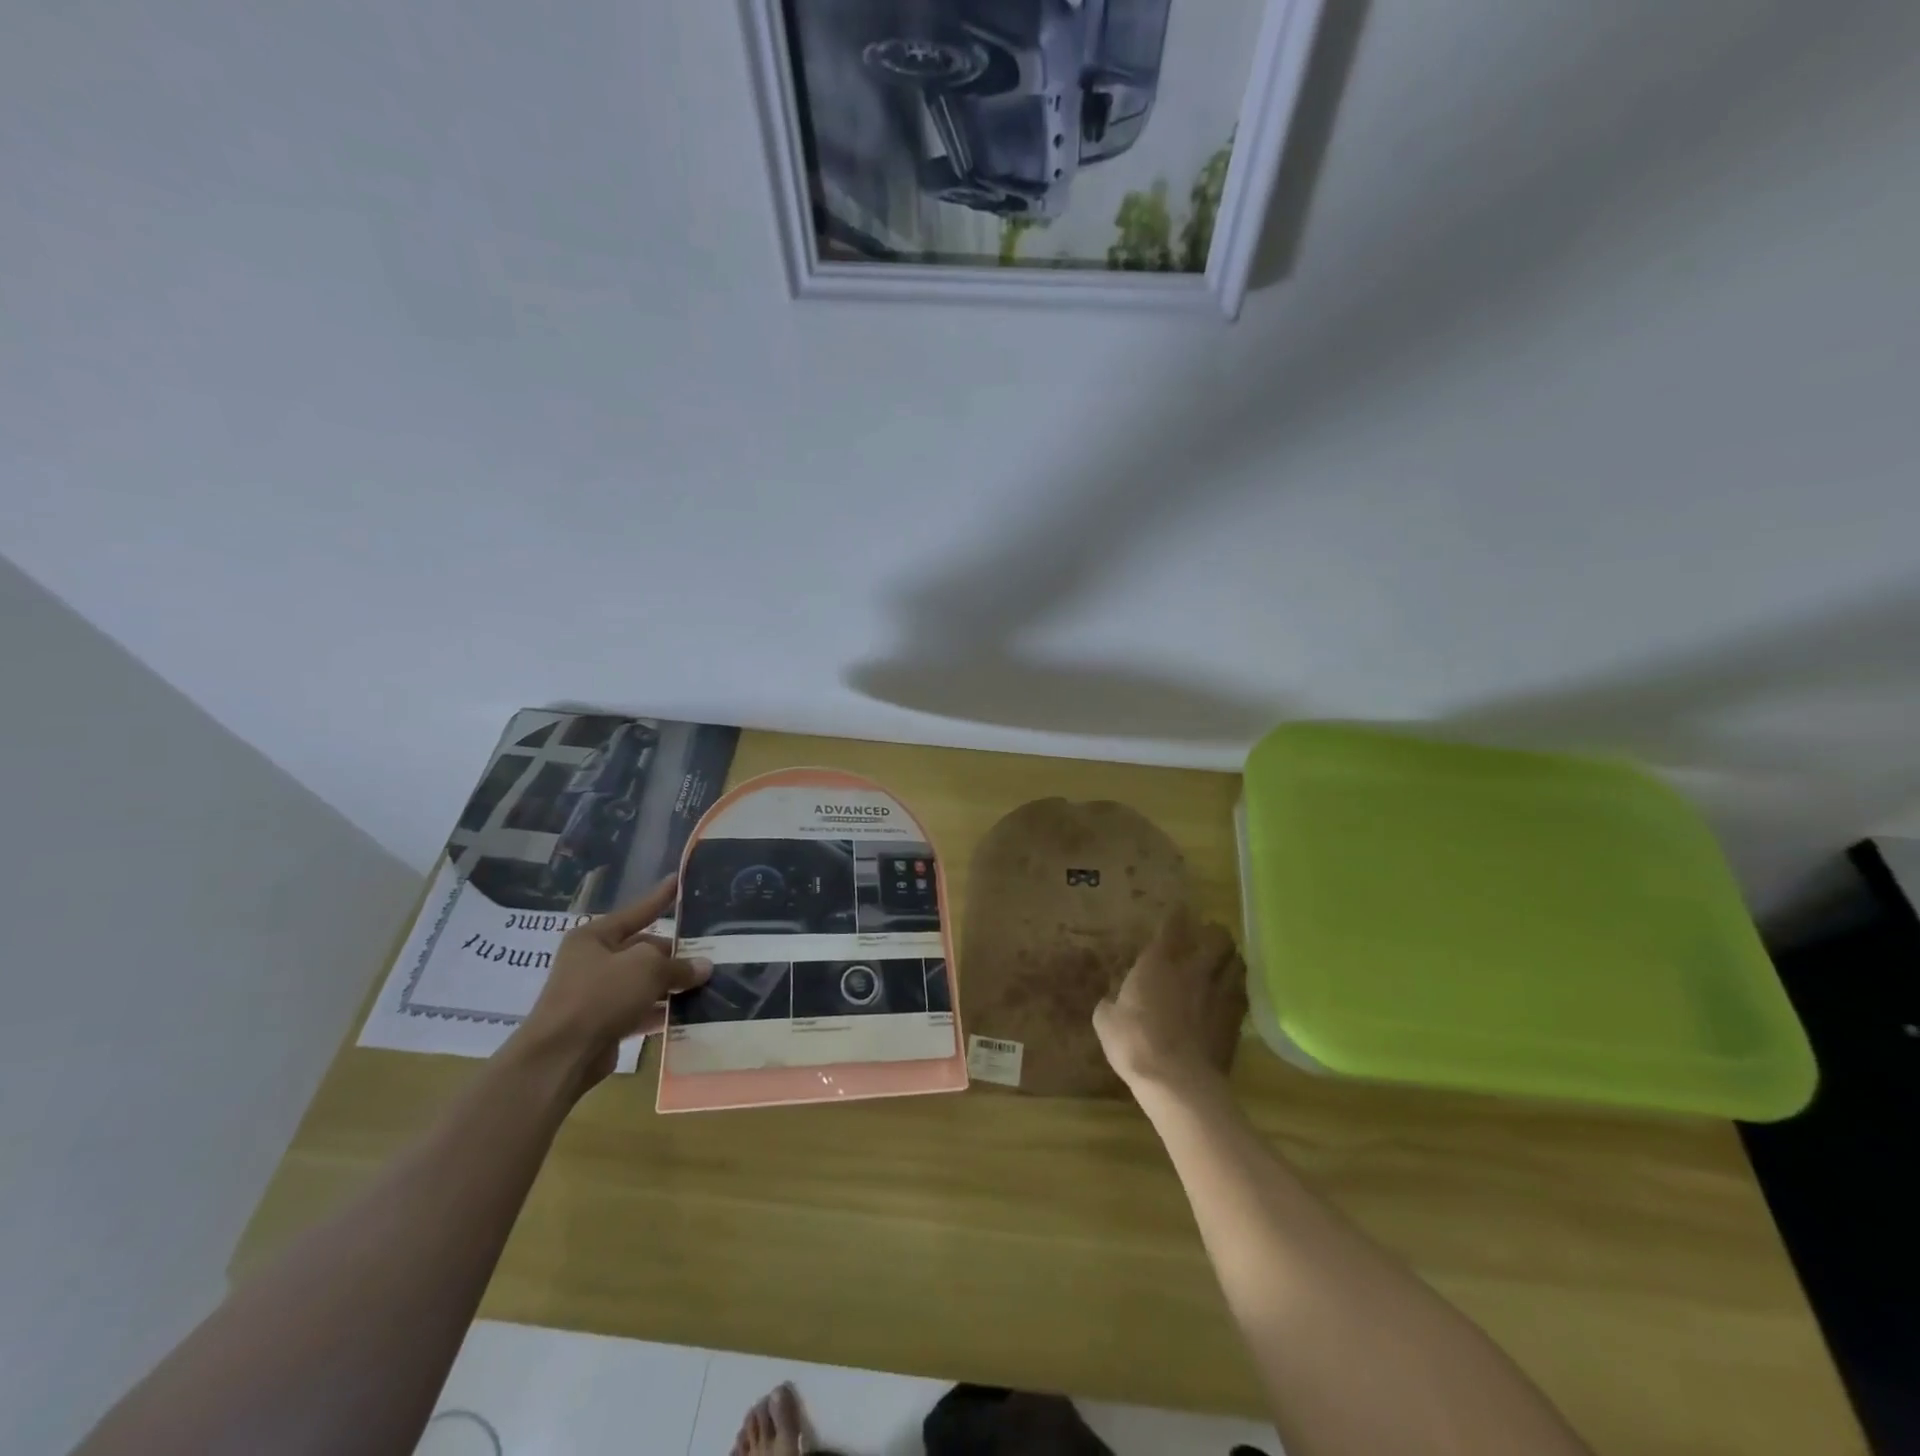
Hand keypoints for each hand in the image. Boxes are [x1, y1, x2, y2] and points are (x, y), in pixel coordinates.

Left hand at [517, 875, 711, 1087]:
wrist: (560, 1057)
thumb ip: (678, 965)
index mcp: (594, 937)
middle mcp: (593, 961)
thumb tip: (704, 966)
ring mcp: (597, 994)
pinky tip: (691, 1012)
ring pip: (644, 982)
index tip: (678, 881)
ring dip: (672, 984)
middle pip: (643, 950)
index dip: (660, 897)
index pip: (636, 911)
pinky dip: (662, 1011)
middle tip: (710, 951)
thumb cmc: (600, 996)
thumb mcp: (646, 968)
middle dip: (675, 954)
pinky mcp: (603, 1024)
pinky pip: (640, 1010)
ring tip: (709, 981)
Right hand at [1094, 904, 1246, 1097]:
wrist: (1178, 1081)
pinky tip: (1231, 994)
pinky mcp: (1235, 1021)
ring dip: (1231, 957)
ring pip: (1236, 962)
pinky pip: (1241, 993)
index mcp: (1158, 964)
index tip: (1180, 908)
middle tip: (1209, 934)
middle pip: (1217, 938)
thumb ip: (1109, 1005)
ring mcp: (1219, 995)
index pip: (1172, 927)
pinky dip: (1237, 988)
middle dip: (1214, 932)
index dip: (1176, 915)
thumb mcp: (1106, 1022)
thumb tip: (1108, 1002)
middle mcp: (1193, 971)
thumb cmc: (1135, 1043)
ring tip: (1225, 960)